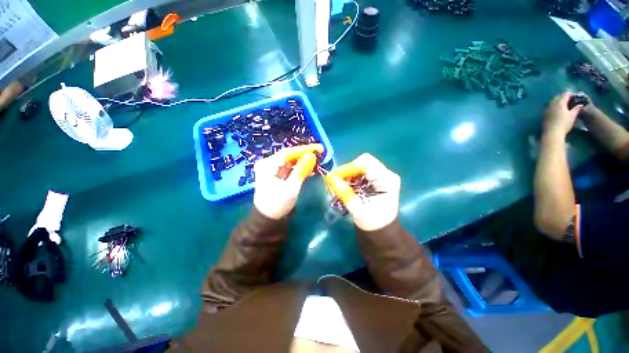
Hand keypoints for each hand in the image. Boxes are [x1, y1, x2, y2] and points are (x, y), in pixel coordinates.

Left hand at [253, 144, 322, 219]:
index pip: (288, 153)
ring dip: (303, 162)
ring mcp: (272, 170)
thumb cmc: (277, 204)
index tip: (318, 148)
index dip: (304, 150)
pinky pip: (289, 169)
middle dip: (304, 155)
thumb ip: (301, 171)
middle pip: (289, 156)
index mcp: (267, 165)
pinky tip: (310, 170)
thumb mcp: (291, 188)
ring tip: (317, 161)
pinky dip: (299, 169)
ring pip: (290, 162)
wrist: (268, 219)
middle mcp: (268, 164)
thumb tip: (312, 156)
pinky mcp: (276, 175)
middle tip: (320, 153)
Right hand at [326, 154, 400, 230]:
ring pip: (360, 165)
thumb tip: (331, 178)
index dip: (349, 168)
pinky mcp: (376, 177)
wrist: (380, 228)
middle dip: (348, 170)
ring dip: (348, 174)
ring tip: (342, 186)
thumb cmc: (372, 222)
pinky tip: (347, 186)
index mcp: (387, 180)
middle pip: (363, 161)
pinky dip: (351, 176)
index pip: (366, 163)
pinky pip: (360, 170)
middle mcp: (386, 173)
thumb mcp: (358, 210)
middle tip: (338, 182)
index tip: (335, 177)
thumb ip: (345, 193)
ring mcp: (381, 174)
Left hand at [543, 92, 584, 137]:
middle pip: (558, 97)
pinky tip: (557, 110)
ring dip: (558, 101)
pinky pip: (549, 107)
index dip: (571, 94)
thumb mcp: (573, 116)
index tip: (576, 96)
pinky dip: (554, 106)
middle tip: (570, 100)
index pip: (565, 94)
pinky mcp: (544, 114)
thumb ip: (577, 109)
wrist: (552, 133)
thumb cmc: (564, 124)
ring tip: (564, 105)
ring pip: (553, 101)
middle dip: (564, 97)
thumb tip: (581, 105)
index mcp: (560, 103)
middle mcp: (552, 104)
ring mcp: (547, 109)